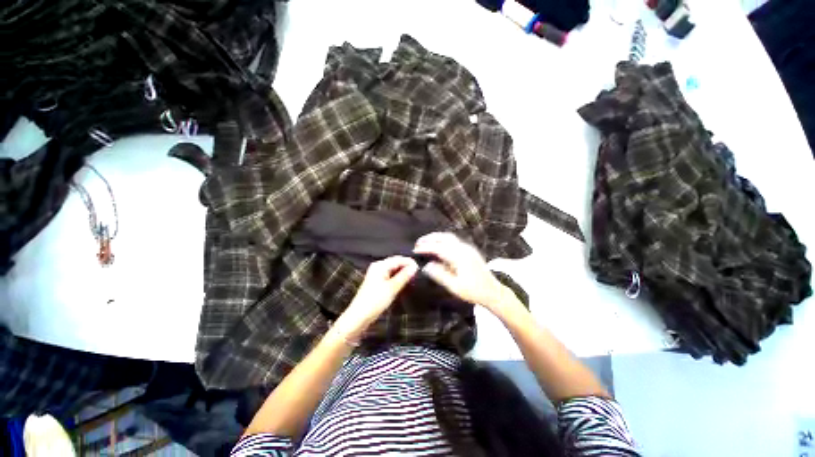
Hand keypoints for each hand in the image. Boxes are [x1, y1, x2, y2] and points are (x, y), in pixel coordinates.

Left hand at [339, 256, 418, 333]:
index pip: (398, 259)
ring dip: (403, 273)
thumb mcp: (392, 288)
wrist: (359, 316)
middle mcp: (378, 267)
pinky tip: (403, 282)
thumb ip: (404, 276)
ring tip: (413, 278)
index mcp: (380, 265)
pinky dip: (397, 277)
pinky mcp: (377, 282)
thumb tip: (414, 267)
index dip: (409, 262)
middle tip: (418, 274)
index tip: (420, 268)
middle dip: (406, 267)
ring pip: (393, 269)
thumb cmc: (375, 301)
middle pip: (395, 263)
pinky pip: (390, 275)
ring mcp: (377, 274)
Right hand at [413, 232, 505, 309]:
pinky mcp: (469, 250)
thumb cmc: (473, 291)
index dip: (425, 248)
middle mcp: (463, 248)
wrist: (493, 291)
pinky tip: (438, 246)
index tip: (415, 250)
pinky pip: (453, 240)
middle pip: (444, 237)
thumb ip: (439, 275)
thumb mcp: (454, 286)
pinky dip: (443, 240)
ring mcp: (467, 248)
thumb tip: (426, 266)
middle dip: (430, 238)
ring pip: (449, 237)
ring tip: (426, 242)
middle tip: (418, 243)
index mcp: (459, 257)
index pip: (438, 248)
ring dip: (436, 237)